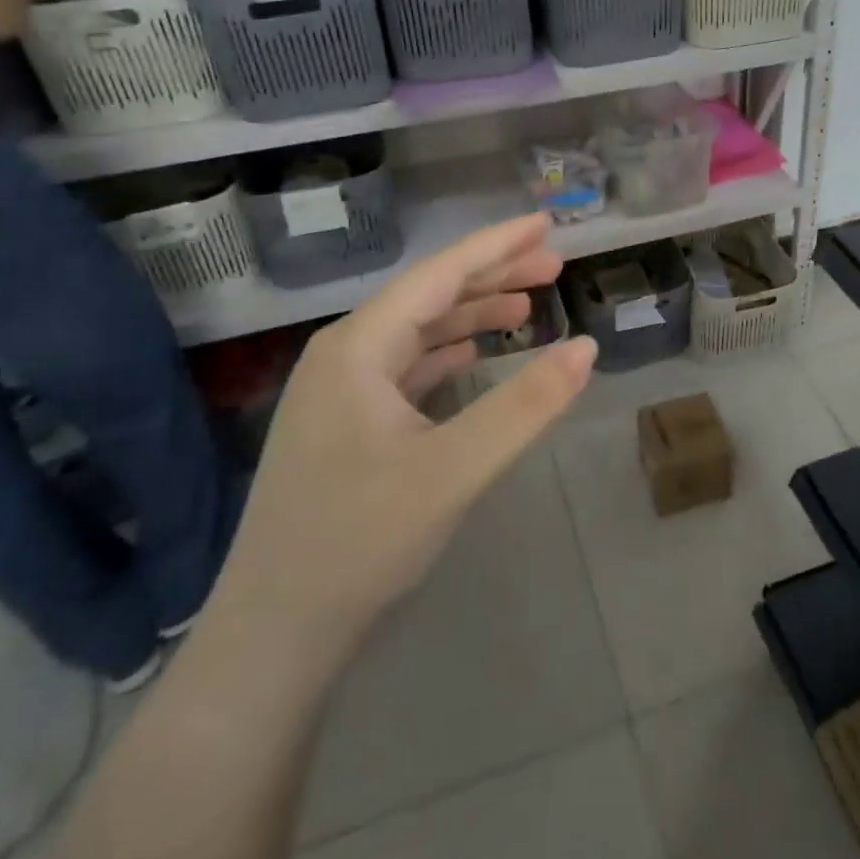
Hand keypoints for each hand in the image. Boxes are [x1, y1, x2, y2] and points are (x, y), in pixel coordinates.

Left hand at [210, 215, 596, 661]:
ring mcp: (341, 390)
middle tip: (554, 264)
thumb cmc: (358, 541)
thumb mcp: (453, 472)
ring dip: (473, 313)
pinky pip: (408, 366)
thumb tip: (586, 347)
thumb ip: (524, 406)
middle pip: (430, 295)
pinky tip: (475, 353)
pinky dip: (450, 351)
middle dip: (493, 275)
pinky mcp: (347, 424)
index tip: (545, 223)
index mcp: (359, 346)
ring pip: (419, 331)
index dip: (496, 245)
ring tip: (528, 305)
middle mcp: (345, 354)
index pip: (439, 274)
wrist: (273, 635)